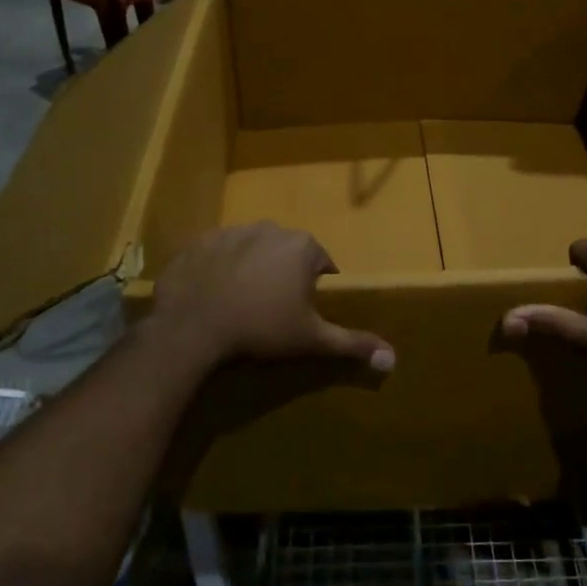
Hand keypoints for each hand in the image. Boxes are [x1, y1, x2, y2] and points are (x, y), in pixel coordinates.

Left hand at [150, 222, 395, 373]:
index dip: (313, 289)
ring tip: (240, 303)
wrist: (193, 327)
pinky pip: (218, 252)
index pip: (321, 264)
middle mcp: (271, 228)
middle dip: (283, 275)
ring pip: (252, 249)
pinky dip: (219, 267)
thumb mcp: (311, 339)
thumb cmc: (261, 328)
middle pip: (287, 253)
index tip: (299, 313)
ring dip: (251, 268)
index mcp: (303, 246)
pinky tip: (213, 294)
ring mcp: (233, 230)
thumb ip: (351, 343)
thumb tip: (393, 358)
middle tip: (271, 310)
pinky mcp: (201, 240)